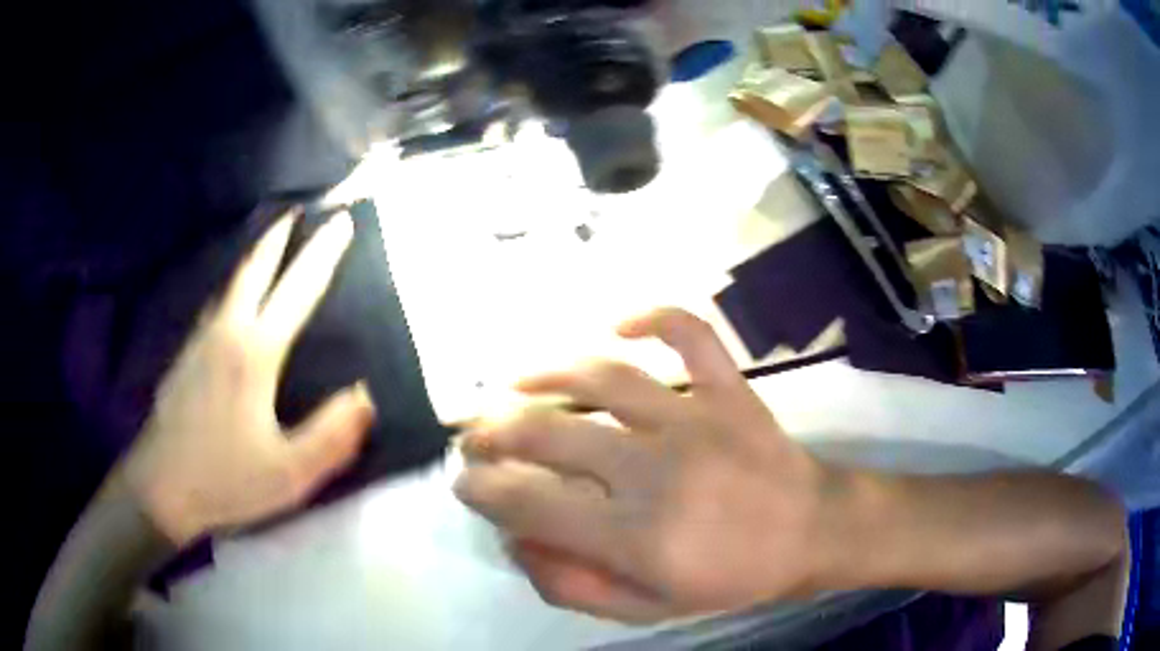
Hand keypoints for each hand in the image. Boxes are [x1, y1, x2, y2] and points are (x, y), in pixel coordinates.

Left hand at [123, 211, 375, 546]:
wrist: (159, 489)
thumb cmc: (226, 480)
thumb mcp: (290, 473)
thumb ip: (332, 435)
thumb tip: (364, 395)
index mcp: (255, 353)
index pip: (297, 291)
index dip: (323, 254)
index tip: (341, 222)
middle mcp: (226, 333)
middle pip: (254, 270)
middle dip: (279, 237)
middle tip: (296, 212)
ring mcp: (199, 342)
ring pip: (230, 285)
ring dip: (252, 259)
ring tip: (267, 247)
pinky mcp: (184, 358)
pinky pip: (214, 308)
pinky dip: (232, 290)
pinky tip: (231, 303)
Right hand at [454, 309, 836, 622]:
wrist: (812, 532)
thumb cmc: (731, 577)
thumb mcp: (647, 609)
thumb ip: (572, 584)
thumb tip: (516, 541)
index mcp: (636, 535)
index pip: (529, 502)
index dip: (482, 489)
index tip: (464, 483)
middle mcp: (656, 469)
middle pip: (549, 433)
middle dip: (494, 431)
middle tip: (475, 434)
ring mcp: (696, 418)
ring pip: (603, 378)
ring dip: (546, 373)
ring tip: (513, 381)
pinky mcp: (729, 389)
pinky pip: (691, 336)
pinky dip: (655, 317)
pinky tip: (620, 322)